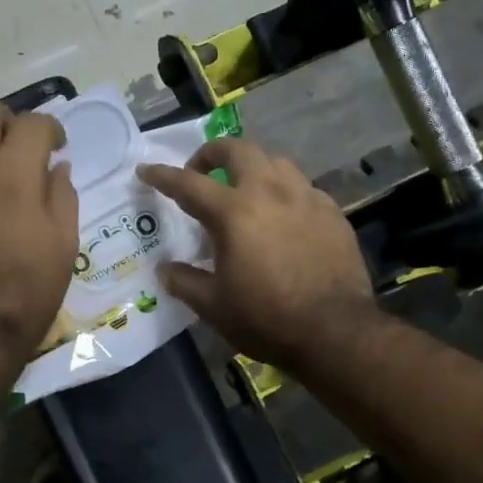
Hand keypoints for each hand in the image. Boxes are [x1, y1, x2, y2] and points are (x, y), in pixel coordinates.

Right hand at [139, 138, 373, 367]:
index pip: (188, 184)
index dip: (162, 176)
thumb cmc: (266, 319)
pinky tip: (282, 216)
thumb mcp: (213, 306)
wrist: (335, 332)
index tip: (146, 170)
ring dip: (251, 167)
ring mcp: (306, 198)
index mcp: (234, 213)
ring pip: (274, 162)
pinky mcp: (332, 212)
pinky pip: (302, 187)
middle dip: (212, 152)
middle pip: (237, 150)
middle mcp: (270, 192)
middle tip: (199, 171)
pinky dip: (283, 192)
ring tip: (243, 189)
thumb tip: (164, 269)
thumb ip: (184, 281)